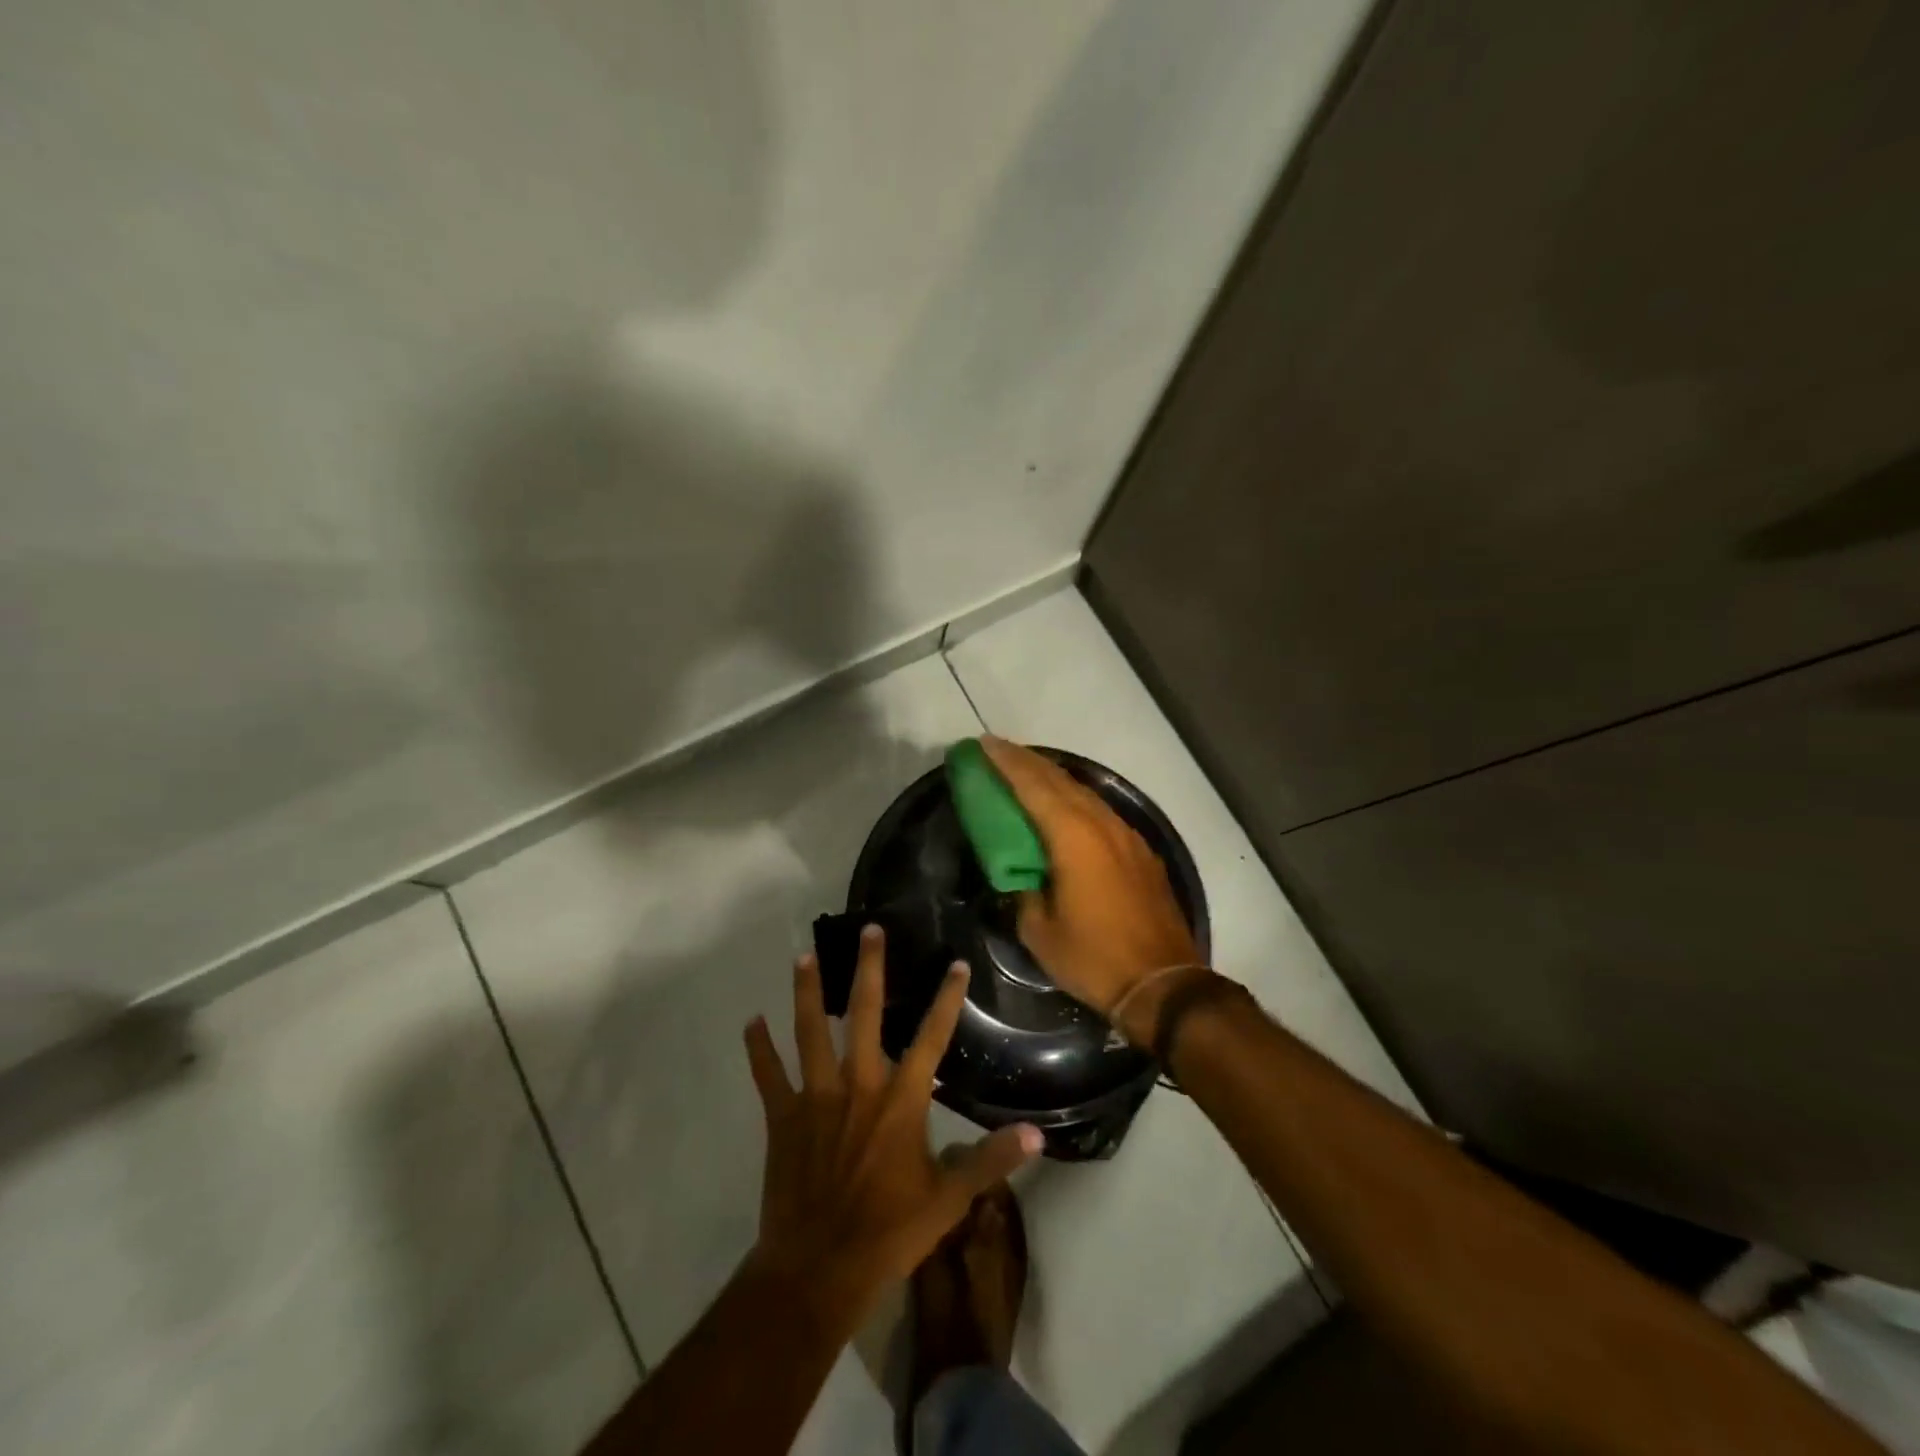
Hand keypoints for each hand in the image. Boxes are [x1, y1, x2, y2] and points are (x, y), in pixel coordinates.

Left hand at [743, 927, 1041, 1313]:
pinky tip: (751, 1021)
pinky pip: (768, 1075)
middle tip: (868, 931)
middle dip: (869, 970)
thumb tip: (1036, 1137)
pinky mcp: (783, 1118)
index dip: (946, 999)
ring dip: (807, 993)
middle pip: (865, 1016)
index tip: (955, 964)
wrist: (818, 1271)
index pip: (932, 1038)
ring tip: (803, 956)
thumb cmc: (888, 1233)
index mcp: (900, 1102)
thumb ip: (990, 1162)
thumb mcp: (949, 1201)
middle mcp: (858, 1086)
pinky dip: (759, 1048)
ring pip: (810, 1033)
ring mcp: (816, 1098)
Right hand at [980, 737, 1203, 1037]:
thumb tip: (1020, 876)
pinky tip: (1066, 807)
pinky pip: (1101, 812)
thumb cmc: (1094, 958)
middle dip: (1027, 762)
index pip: (1033, 787)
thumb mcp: (1040, 932)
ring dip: (1053, 778)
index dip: (1007, 763)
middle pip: (1060, 780)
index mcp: (1073, 838)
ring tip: (1027, 772)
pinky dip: (1076, 800)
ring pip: (1084, 793)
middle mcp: (1102, 825)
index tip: (985, 744)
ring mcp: (1126, 836)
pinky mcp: (1140, 851)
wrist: (1164, 983)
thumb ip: (1023, 893)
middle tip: (999, 750)